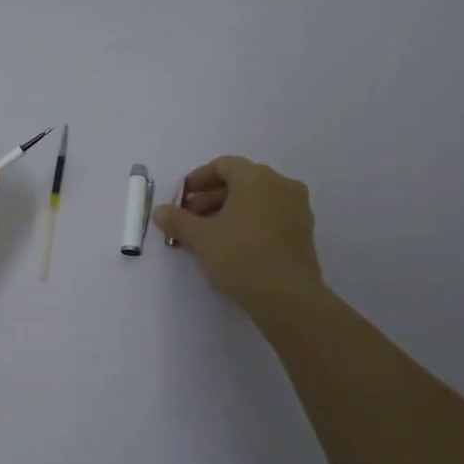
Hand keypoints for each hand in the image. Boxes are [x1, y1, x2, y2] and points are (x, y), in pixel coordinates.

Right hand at [153, 156, 325, 320]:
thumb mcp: (201, 238)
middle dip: (209, 199)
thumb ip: (177, 220)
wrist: (288, 298)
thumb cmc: (240, 256)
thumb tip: (160, 211)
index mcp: (257, 177)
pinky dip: (248, 223)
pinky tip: (231, 246)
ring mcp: (297, 208)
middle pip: (239, 182)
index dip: (197, 180)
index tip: (180, 200)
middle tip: (188, 221)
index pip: (223, 165)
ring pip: (255, 201)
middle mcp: (281, 184)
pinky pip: (269, 216)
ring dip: (227, 212)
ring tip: (206, 237)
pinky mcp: (303, 231)